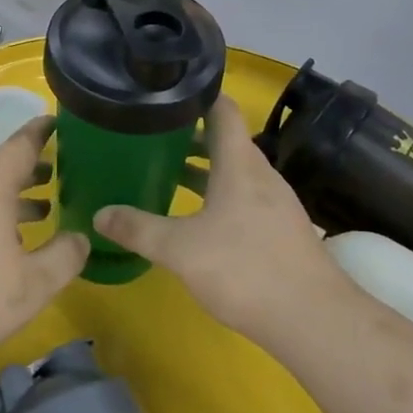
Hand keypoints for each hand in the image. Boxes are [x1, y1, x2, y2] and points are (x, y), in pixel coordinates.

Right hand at [94, 95, 343, 339]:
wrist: (313, 320)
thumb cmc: (245, 269)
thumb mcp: (180, 249)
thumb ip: (138, 229)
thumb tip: (99, 215)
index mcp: (240, 164)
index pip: (223, 110)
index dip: (197, 94)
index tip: (166, 92)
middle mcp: (261, 176)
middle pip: (227, 140)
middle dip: (190, 134)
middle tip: (152, 135)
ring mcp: (275, 204)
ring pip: (235, 172)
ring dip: (204, 168)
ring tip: (166, 171)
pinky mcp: (280, 231)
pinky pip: (244, 198)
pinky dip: (218, 195)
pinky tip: (197, 218)